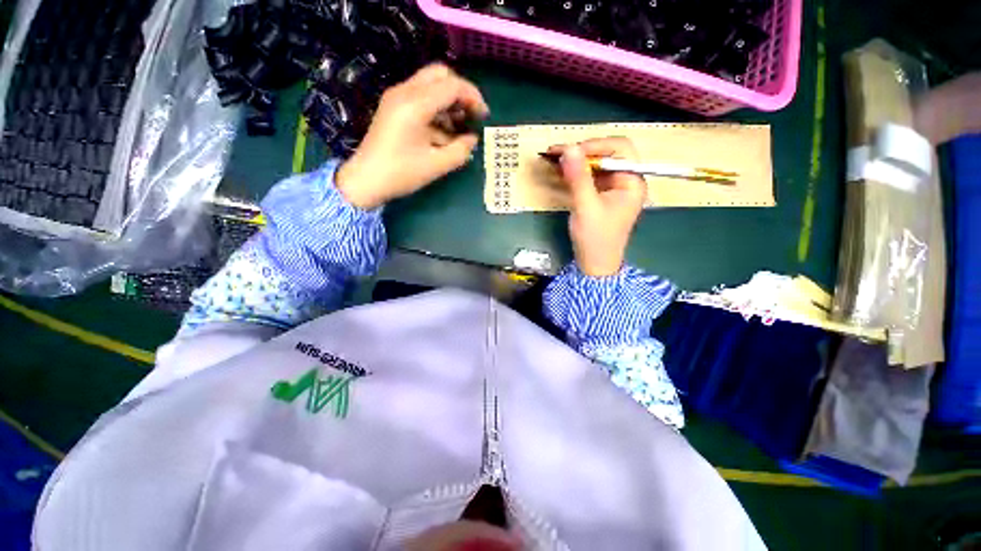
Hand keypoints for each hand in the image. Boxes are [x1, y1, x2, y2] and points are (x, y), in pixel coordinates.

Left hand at [337, 64, 489, 208]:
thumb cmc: (401, 174)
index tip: (484, 117)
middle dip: (461, 93)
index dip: (473, 98)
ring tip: (459, 128)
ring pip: (430, 84)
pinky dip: (437, 108)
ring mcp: (397, 97)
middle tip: (471, 116)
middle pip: (440, 75)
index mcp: (415, 105)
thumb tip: (473, 139)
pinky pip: (421, 96)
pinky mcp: (394, 106)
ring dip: (449, 101)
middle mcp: (404, 92)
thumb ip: (460, 151)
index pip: (451, 85)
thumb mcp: (436, 165)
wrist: (365, 180)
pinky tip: (444, 131)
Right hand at [549, 138, 646, 276]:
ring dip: (576, 161)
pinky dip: (575, 172)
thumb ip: (578, 178)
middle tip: (557, 153)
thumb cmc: (595, 238)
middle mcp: (626, 180)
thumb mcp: (586, 207)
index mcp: (632, 181)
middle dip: (582, 152)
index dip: (595, 145)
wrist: (595, 264)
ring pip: (596, 164)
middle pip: (607, 154)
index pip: (619, 149)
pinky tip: (560, 171)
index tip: (571, 151)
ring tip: (554, 159)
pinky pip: (589, 176)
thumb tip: (569, 148)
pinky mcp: (602, 195)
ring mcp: (613, 187)